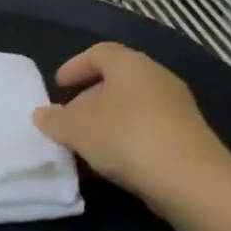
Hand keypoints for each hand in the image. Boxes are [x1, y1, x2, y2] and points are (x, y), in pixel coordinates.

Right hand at [32, 43, 230, 204]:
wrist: (188, 177)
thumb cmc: (124, 137)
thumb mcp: (76, 129)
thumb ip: (54, 120)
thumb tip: (41, 114)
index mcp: (130, 64)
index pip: (99, 53)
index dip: (75, 66)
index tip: (58, 85)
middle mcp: (156, 77)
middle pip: (118, 78)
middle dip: (90, 96)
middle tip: (69, 117)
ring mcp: (176, 105)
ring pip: (133, 104)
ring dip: (107, 119)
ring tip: (87, 142)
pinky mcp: (187, 133)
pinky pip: (147, 126)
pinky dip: (126, 136)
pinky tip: (112, 160)